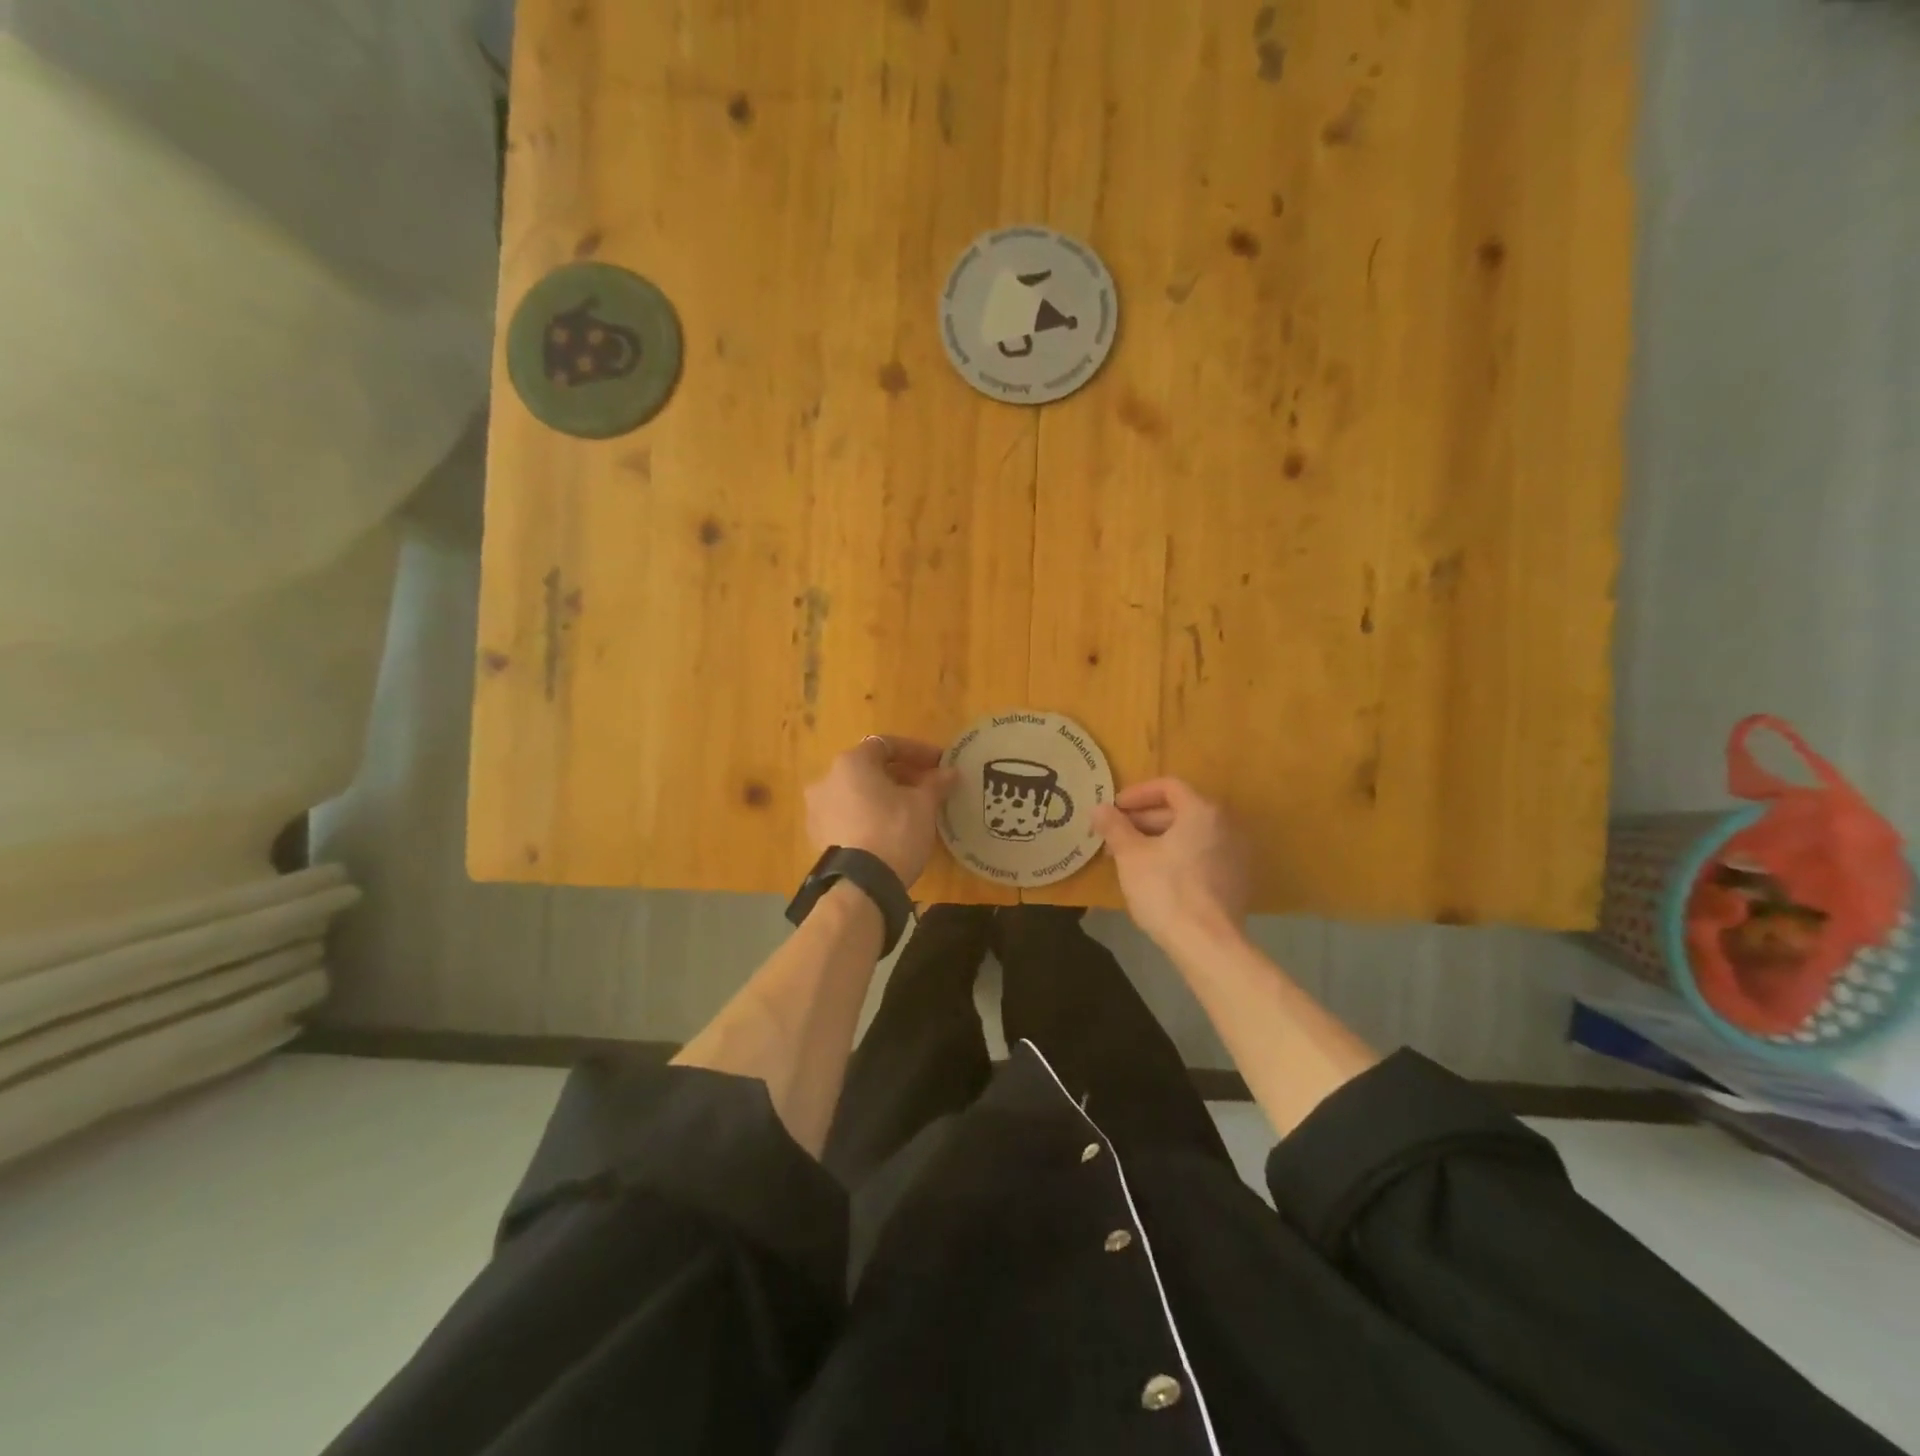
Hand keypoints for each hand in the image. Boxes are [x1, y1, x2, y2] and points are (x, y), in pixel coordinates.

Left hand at [805, 735, 957, 884]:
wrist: (861, 885)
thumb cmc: (894, 831)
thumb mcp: (923, 804)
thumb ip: (935, 783)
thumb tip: (950, 772)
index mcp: (851, 763)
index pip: (887, 745)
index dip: (917, 752)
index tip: (939, 764)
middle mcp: (826, 779)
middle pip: (869, 768)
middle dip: (900, 775)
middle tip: (927, 787)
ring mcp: (816, 809)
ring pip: (856, 793)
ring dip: (882, 796)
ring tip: (908, 810)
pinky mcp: (817, 836)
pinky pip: (847, 815)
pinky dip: (867, 815)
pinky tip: (887, 830)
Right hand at [1092, 778, 1248, 948]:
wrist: (1207, 944)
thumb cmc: (1166, 890)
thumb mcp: (1131, 856)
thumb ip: (1114, 827)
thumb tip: (1099, 808)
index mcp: (1202, 812)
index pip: (1168, 787)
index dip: (1137, 794)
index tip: (1114, 809)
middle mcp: (1226, 826)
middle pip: (1180, 810)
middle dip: (1143, 820)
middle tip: (1115, 836)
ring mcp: (1235, 855)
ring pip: (1190, 835)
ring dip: (1158, 839)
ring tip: (1129, 857)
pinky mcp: (1236, 881)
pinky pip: (1201, 856)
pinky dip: (1177, 857)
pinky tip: (1154, 876)